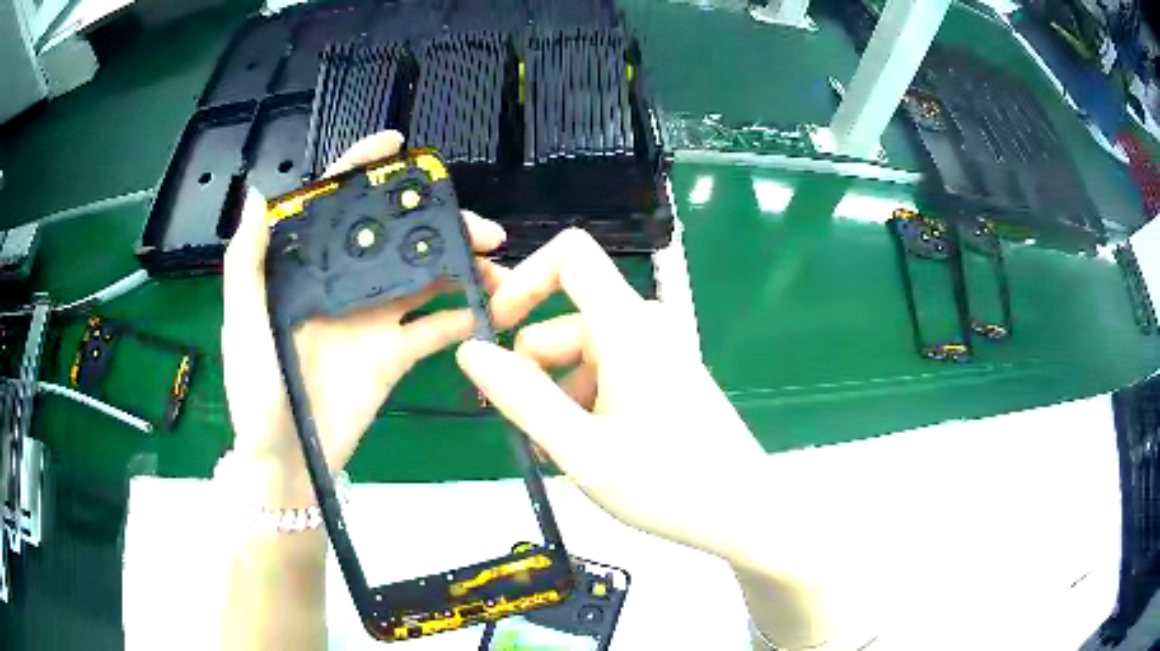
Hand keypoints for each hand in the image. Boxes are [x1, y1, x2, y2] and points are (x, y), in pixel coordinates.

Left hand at [222, 131, 505, 498]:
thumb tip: (260, 195)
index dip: (363, 170)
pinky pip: (433, 329)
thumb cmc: (255, 390)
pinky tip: (490, 308)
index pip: (334, 207)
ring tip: (499, 266)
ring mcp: (372, 319)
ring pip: (424, 278)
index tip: (397, 145)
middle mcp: (343, 284)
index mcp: (306, 268)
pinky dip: (462, 317)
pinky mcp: (393, 354)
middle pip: (394, 238)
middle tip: (481, 229)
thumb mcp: (242, 323)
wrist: (286, 459)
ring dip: (461, 267)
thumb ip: (246, 263)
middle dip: (437, 224)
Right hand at [456, 228, 765, 559]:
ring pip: (581, 355)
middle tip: (530, 434)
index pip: (570, 255)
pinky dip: (586, 403)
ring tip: (565, 453)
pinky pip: (608, 372)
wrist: (742, 511)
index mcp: (627, 326)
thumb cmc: (665, 484)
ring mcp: (658, 352)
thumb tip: (470, 350)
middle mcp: (644, 326)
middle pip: (564, 322)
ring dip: (559, 398)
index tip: (494, 331)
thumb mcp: (579, 447)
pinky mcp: (665, 376)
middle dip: (534, 374)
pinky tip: (592, 449)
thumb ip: (520, 396)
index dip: (523, 281)